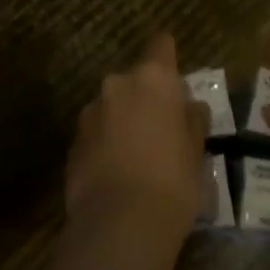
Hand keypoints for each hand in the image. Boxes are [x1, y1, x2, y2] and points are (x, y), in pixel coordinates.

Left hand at [66, 32, 208, 246]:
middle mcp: (117, 85)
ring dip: (123, 120)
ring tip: (138, 156)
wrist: (120, 224)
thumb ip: (192, 120)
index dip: (169, 56)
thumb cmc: (173, 180)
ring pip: (112, 107)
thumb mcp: (197, 150)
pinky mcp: (72, 142)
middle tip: (162, 129)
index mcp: (153, 78)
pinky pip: (96, 133)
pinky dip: (106, 144)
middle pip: (135, 80)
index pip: (161, 44)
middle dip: (146, 98)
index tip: (176, 78)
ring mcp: (90, 112)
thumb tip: (190, 107)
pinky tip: (117, 173)